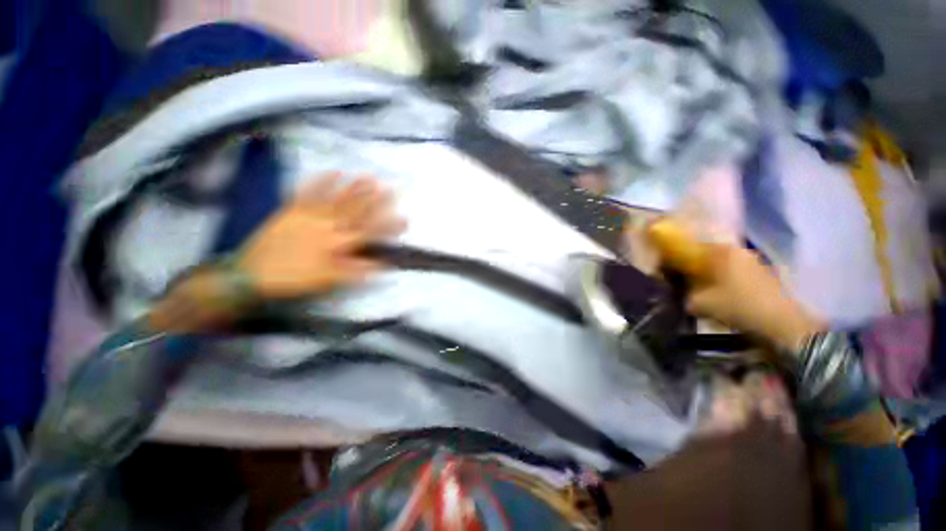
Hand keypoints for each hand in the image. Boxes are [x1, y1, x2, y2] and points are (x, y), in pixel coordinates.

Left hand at [237, 173, 405, 299]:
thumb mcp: (327, 281)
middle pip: (356, 212)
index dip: (388, 226)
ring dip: (354, 188)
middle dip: (376, 201)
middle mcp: (327, 227)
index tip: (404, 219)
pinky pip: (308, 194)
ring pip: (337, 200)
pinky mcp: (292, 211)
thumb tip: (381, 265)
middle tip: (391, 188)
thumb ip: (355, 271)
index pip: (369, 233)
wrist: (250, 275)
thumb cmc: (292, 280)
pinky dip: (320, 182)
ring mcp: (309, 216)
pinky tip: (332, 172)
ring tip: (369, 177)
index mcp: (337, 245)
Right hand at [647, 219, 824, 349]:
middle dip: (690, 267)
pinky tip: (718, 293)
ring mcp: (751, 260)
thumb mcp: (701, 304)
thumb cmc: (738, 307)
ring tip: (697, 289)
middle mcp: (735, 250)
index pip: (687, 249)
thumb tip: (676, 293)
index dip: (672, 259)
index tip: (663, 272)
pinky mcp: (762, 273)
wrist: (783, 324)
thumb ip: (683, 295)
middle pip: (703, 255)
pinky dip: (721, 279)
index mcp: (718, 252)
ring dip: (706, 274)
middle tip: (679, 282)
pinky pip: (732, 271)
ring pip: (719, 264)